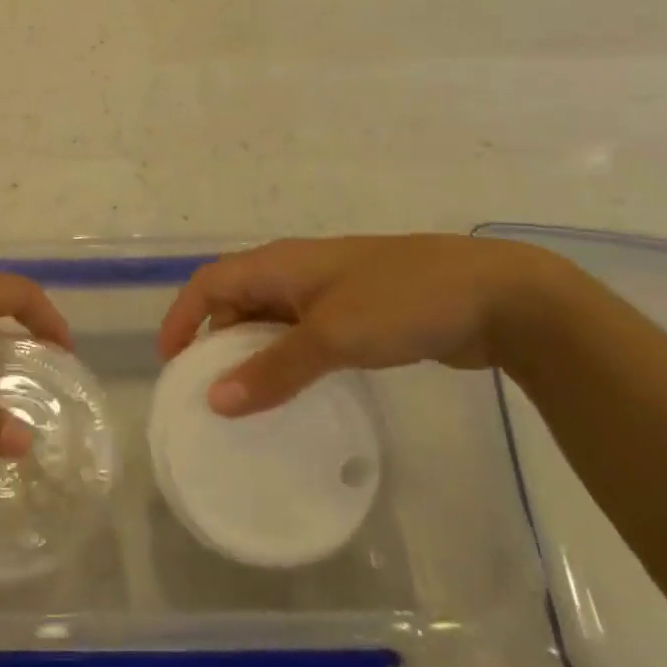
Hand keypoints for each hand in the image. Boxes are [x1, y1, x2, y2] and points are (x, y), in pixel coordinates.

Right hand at [155, 235, 562, 416]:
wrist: (496, 296)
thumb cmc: (402, 302)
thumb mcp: (332, 337)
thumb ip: (273, 370)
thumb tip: (216, 401)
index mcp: (279, 264)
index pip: (209, 283)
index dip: (182, 318)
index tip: (170, 365)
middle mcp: (295, 273)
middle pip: (235, 301)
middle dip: (214, 341)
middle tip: (206, 392)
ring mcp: (329, 293)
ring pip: (271, 321)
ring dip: (252, 354)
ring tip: (243, 400)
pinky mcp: (357, 314)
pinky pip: (304, 336)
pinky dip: (288, 361)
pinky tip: (294, 393)